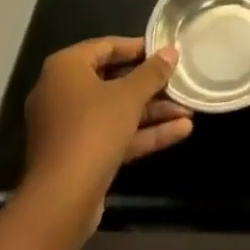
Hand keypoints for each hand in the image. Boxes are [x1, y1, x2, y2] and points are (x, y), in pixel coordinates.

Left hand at [22, 38, 192, 211]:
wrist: (60, 203)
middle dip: (151, 85)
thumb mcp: (129, 95)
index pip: (107, 46)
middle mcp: (62, 93)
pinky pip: (114, 135)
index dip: (139, 48)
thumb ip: (153, 72)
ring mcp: (69, 128)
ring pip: (117, 111)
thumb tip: (172, 52)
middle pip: (114, 80)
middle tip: (179, 80)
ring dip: (152, 111)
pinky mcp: (79, 156)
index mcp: (66, 69)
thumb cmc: (92, 130)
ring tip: (189, 108)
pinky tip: (180, 131)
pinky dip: (143, 133)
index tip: (166, 51)